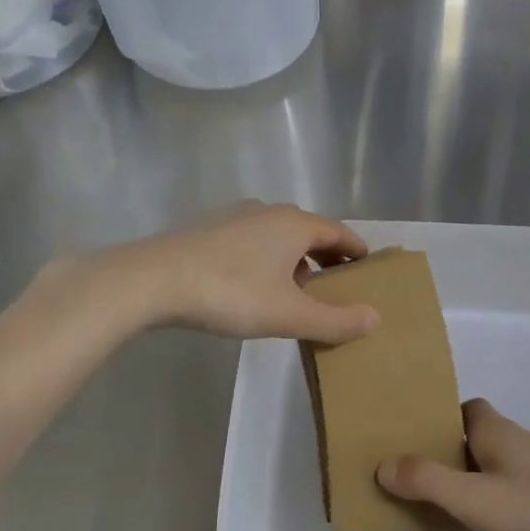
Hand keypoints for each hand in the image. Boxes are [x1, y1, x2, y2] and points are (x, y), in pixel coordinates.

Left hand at [106, 202, 380, 344]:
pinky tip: (253, 288)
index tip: (367, 269)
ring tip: (296, 293)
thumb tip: (375, 318)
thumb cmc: (231, 292)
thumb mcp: (289, 314)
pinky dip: (266, 260)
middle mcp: (268, 211)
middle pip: (309, 232)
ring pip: (278, 237)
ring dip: (294, 261)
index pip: (338, 232)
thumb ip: (335, 319)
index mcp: (295, 224)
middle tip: (336, 287)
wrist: (153, 280)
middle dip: (326, 258)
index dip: (356, 251)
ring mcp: (235, 217)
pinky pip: (252, 242)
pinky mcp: (208, 230)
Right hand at [376, 400, 529, 530]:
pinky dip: (495, 493)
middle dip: (449, 451)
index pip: (463, 408)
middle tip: (419, 479)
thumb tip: (382, 464)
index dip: (438, 420)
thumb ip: (428, 482)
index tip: (412, 441)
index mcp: (496, 430)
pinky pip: (514, 482)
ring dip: (471, 474)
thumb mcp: (477, 499)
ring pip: (496, 460)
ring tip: (445, 505)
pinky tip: (492, 522)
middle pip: (476, 435)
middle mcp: (519, 439)